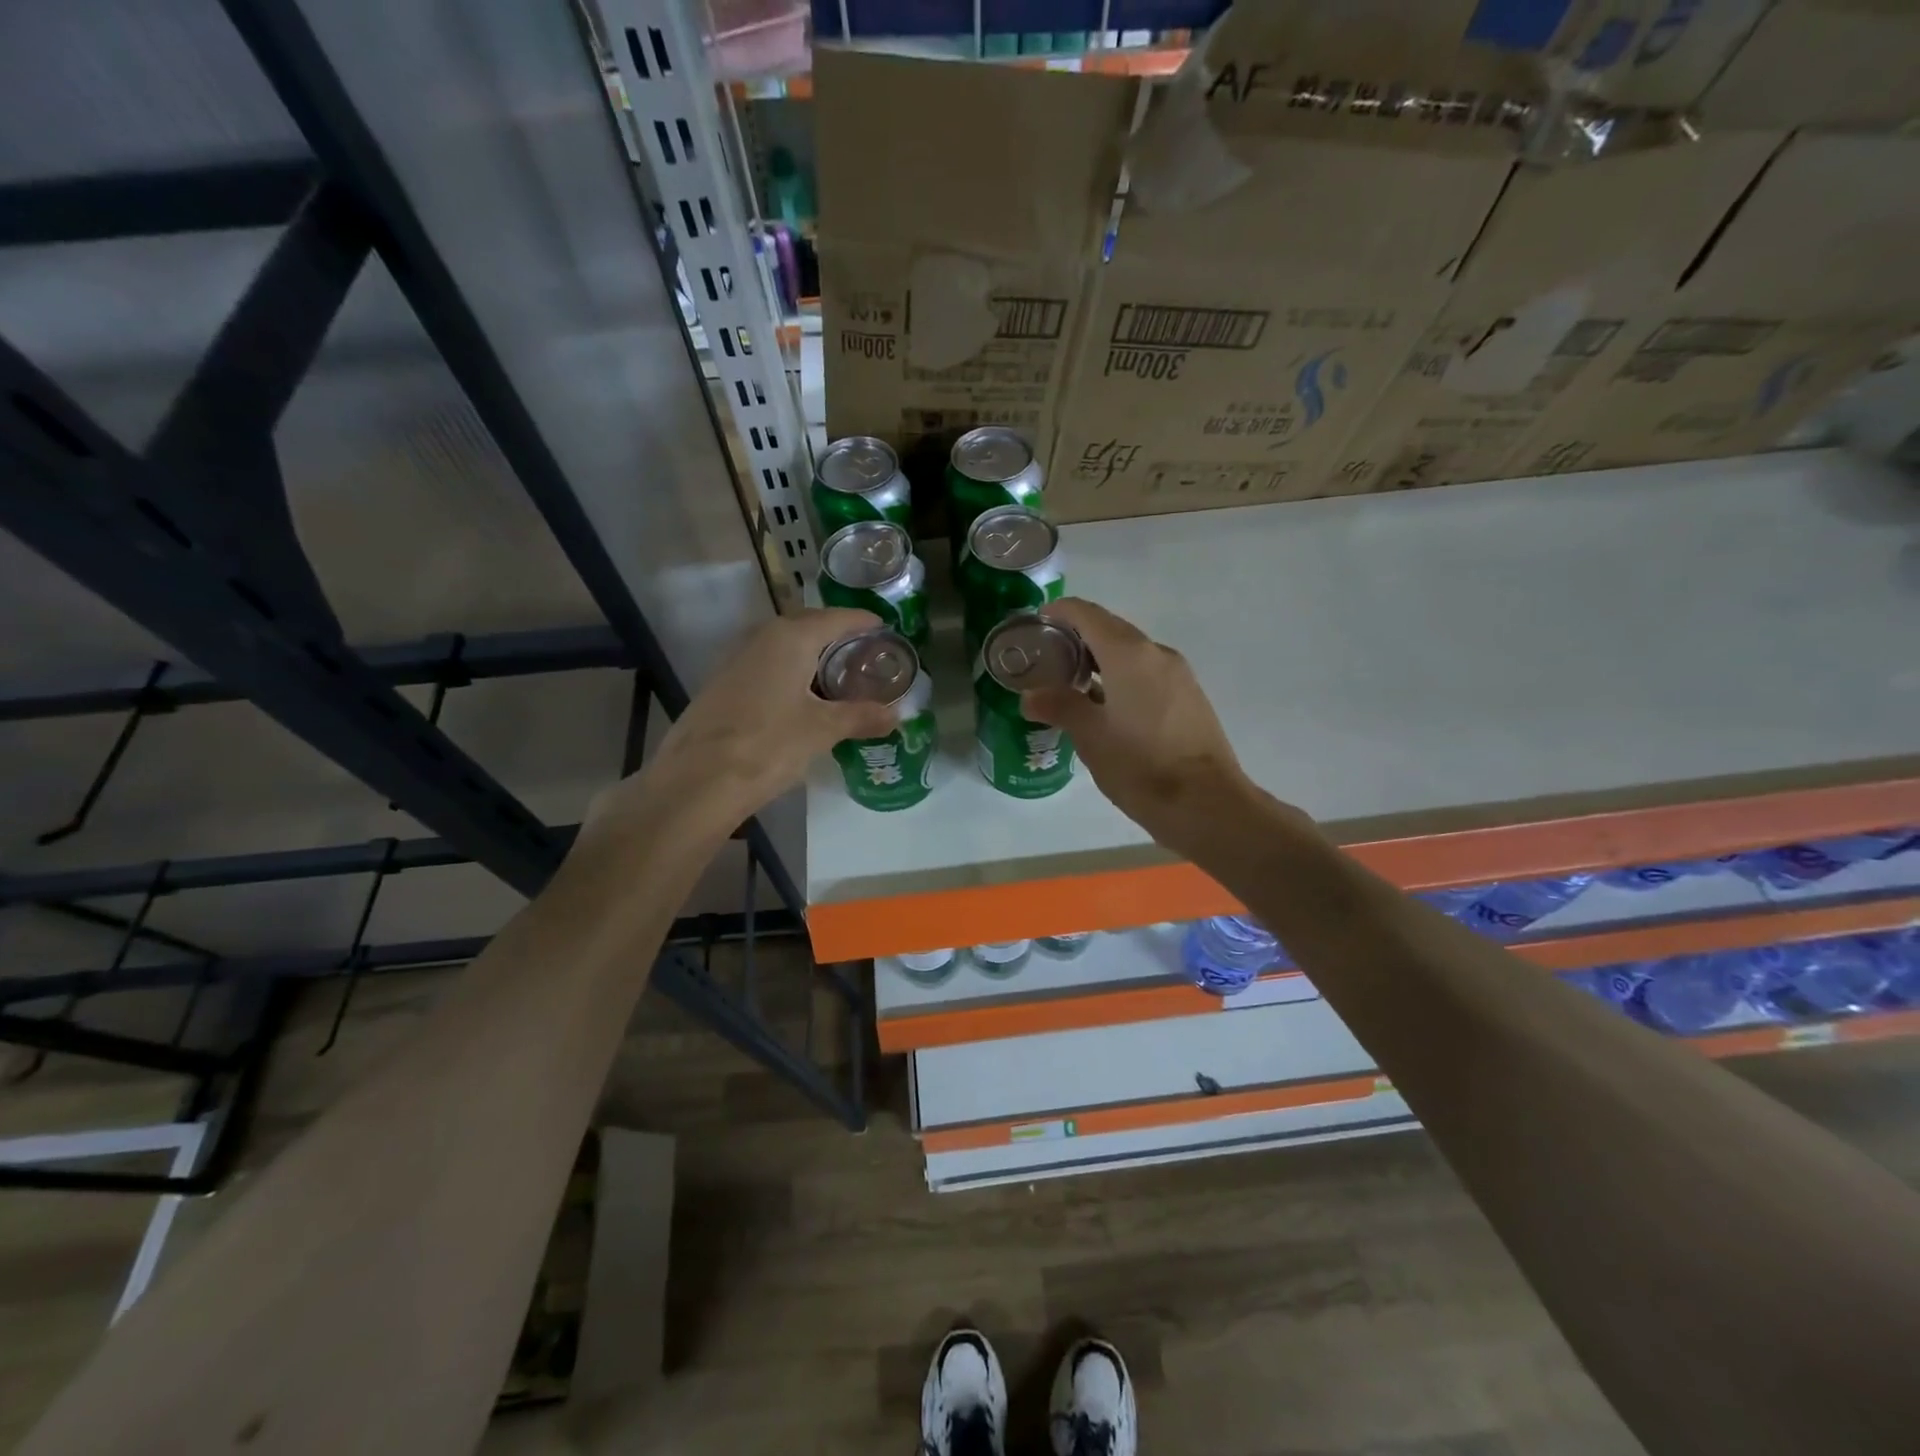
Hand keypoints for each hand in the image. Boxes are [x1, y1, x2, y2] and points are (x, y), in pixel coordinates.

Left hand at [588, 608, 896, 840]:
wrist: (697, 780)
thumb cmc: (768, 744)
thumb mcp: (822, 730)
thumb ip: (861, 716)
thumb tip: (897, 715)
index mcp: (790, 637)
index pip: (837, 617)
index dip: (864, 622)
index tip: (886, 631)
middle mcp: (762, 637)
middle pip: (809, 627)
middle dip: (839, 639)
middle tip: (867, 659)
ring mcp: (737, 659)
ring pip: (785, 648)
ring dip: (813, 658)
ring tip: (841, 681)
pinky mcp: (723, 684)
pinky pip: (768, 666)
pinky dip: (791, 675)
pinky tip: (803, 701)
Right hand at [1022, 598, 1261, 859]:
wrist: (1207, 803)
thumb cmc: (1141, 766)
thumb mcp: (1091, 737)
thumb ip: (1059, 706)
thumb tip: (1030, 696)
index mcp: (1129, 654)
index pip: (1088, 615)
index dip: (1060, 612)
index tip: (1036, 623)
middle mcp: (1156, 654)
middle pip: (1111, 629)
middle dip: (1078, 636)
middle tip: (1047, 657)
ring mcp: (1178, 675)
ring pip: (1131, 652)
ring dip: (1100, 658)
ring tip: (1070, 682)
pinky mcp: (1189, 696)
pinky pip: (1147, 672)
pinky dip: (1121, 675)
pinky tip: (1105, 704)